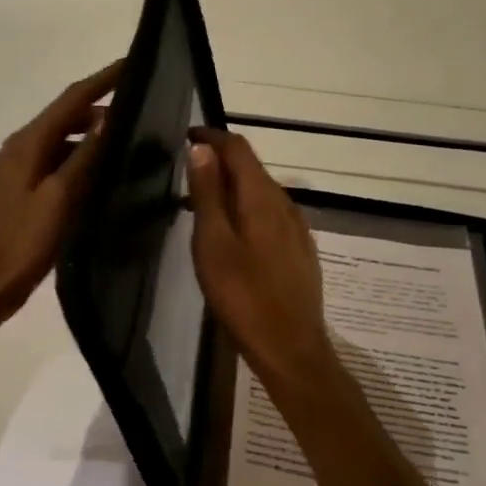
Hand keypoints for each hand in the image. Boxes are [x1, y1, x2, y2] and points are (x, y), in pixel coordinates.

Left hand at [0, 61, 120, 328]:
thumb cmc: (21, 244)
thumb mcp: (57, 199)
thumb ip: (83, 158)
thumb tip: (108, 118)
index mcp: (25, 144)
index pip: (70, 100)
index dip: (102, 80)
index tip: (133, 62)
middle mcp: (18, 149)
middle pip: (64, 116)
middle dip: (99, 106)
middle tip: (140, 106)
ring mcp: (17, 171)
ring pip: (60, 140)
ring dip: (90, 134)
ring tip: (128, 138)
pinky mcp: (20, 191)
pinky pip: (54, 162)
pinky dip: (78, 159)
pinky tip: (100, 173)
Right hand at [185, 129, 334, 385]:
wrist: (290, 348)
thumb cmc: (243, 296)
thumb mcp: (214, 243)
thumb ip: (208, 194)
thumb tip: (201, 148)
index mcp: (262, 198)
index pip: (239, 149)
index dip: (212, 138)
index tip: (185, 137)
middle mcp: (285, 204)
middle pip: (252, 169)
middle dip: (220, 163)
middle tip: (186, 174)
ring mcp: (297, 229)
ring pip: (262, 193)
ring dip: (232, 189)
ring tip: (202, 205)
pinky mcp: (300, 251)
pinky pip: (270, 215)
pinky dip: (247, 210)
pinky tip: (233, 234)